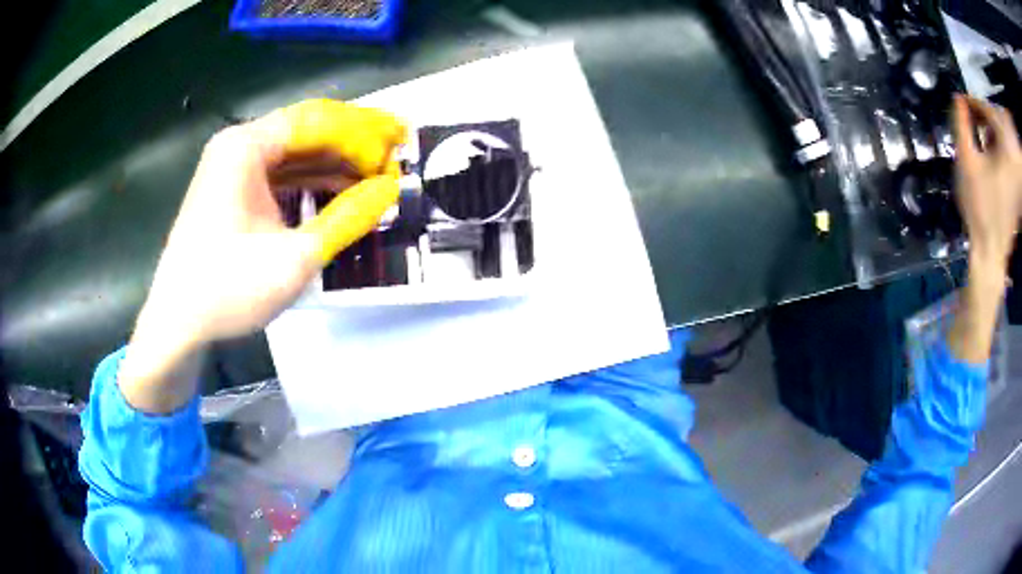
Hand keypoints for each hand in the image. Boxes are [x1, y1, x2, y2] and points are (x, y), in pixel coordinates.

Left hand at [119, 99, 405, 411]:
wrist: (177, 324)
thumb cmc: (227, 290)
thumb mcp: (294, 258)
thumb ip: (347, 218)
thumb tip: (390, 190)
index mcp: (246, 146)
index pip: (317, 121)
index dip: (362, 135)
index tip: (396, 158)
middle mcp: (240, 145)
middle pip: (308, 128)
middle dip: (355, 139)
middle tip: (398, 150)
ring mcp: (235, 167)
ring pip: (297, 151)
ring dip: (337, 161)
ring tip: (378, 173)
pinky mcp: (235, 190)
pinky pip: (283, 173)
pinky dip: (313, 181)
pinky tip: (342, 191)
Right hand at [953, 95, 1021, 272]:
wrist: (991, 251)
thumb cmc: (979, 205)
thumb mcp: (966, 160)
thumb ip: (961, 125)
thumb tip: (958, 100)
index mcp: (1004, 148)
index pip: (988, 110)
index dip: (973, 102)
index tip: (961, 102)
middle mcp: (1012, 159)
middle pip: (997, 125)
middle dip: (982, 116)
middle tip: (968, 118)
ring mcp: (1015, 177)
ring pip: (1002, 142)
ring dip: (989, 133)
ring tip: (977, 136)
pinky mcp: (1016, 190)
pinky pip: (1007, 159)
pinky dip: (997, 151)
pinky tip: (988, 158)